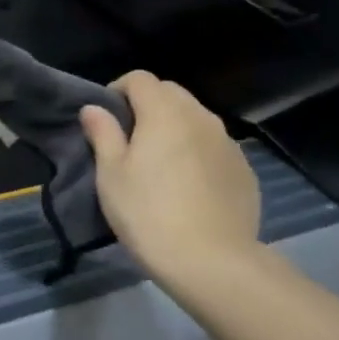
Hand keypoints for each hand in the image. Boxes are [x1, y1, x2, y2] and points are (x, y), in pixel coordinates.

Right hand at [80, 71, 261, 276]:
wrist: (211, 261)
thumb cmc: (148, 213)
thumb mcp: (111, 175)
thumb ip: (103, 134)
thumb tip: (93, 109)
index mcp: (164, 112)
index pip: (140, 78)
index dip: (118, 90)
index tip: (107, 118)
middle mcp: (200, 116)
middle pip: (171, 93)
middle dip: (148, 105)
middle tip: (131, 140)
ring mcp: (228, 142)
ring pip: (196, 119)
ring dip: (175, 128)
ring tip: (161, 163)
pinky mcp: (244, 169)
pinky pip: (214, 146)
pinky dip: (198, 152)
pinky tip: (189, 186)